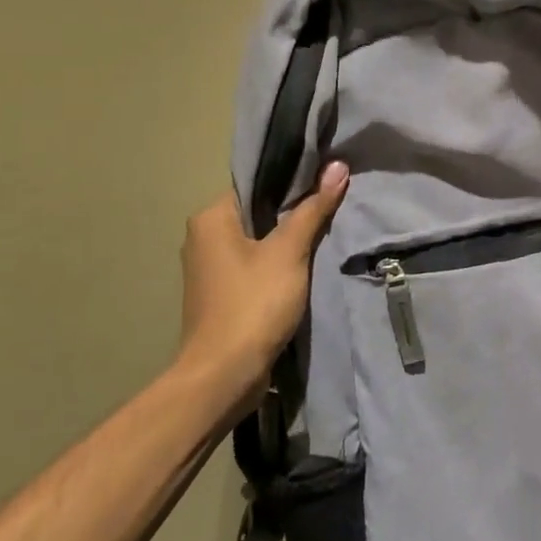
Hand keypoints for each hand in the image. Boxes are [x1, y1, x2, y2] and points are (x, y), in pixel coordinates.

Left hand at [174, 161, 348, 393]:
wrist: (224, 374)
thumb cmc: (254, 304)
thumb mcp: (289, 253)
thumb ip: (313, 209)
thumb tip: (337, 166)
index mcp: (210, 218)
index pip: (255, 184)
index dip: (291, 181)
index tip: (326, 179)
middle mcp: (202, 237)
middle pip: (256, 212)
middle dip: (292, 211)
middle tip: (333, 204)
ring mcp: (209, 269)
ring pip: (256, 241)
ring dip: (287, 240)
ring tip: (326, 231)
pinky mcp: (220, 294)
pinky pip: (253, 266)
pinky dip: (277, 264)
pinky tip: (305, 266)